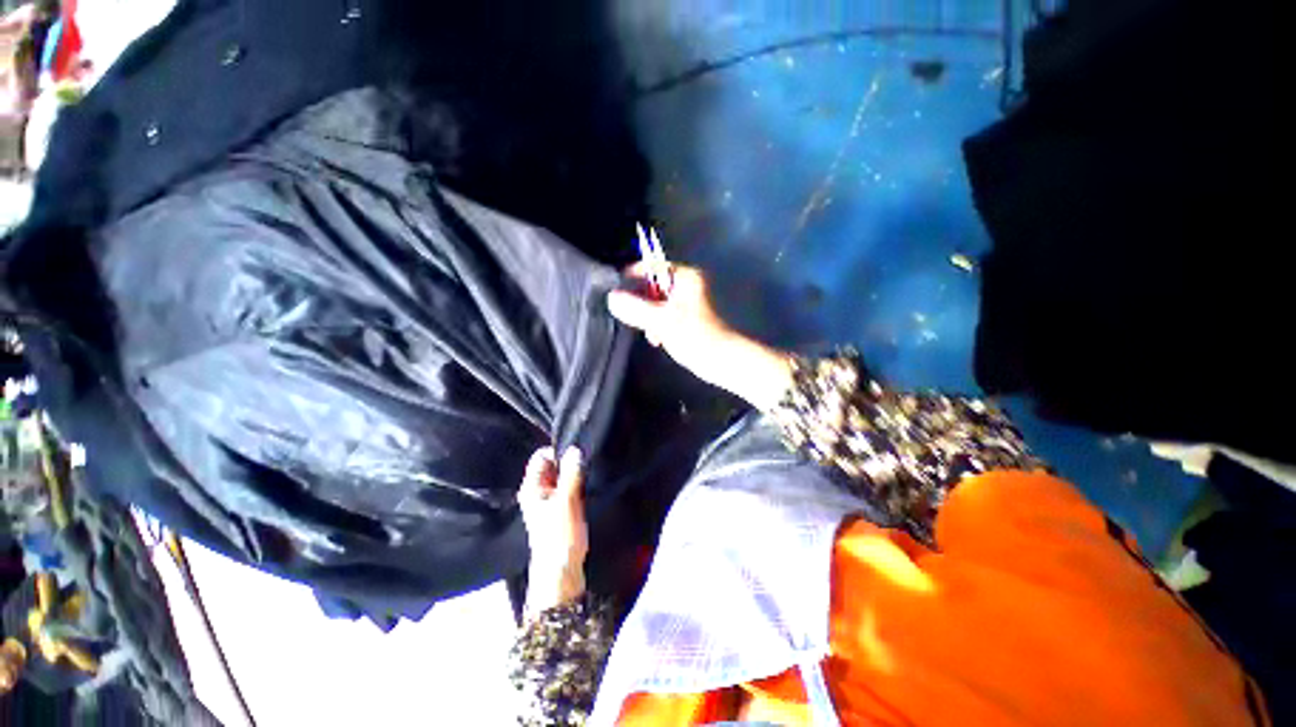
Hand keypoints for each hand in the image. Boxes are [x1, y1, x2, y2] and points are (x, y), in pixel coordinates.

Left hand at [517, 447, 586, 615]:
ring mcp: (549, 500)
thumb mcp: (566, 502)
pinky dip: (577, 485)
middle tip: (584, 467)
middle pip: (552, 465)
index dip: (557, 452)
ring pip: (562, 476)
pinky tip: (586, 489)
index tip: (575, 456)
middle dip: (568, 463)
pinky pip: (568, 487)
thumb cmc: (559, 536)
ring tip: (586, 478)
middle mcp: (538, 491)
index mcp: (531, 488)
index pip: (541, 457)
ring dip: (574, 475)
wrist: (562, 572)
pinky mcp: (561, 508)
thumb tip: (575, 449)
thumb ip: (571, 474)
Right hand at [607, 264, 793, 410]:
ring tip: (652, 334)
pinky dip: (657, 326)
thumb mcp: (662, 320)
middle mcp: (685, 285)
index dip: (633, 275)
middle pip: (651, 286)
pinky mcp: (685, 319)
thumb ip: (635, 308)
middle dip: (641, 303)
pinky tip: (658, 339)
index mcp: (685, 277)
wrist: (721, 361)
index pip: (652, 266)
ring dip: (648, 317)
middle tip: (635, 318)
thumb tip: (612, 298)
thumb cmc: (696, 336)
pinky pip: (662, 316)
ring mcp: (685, 303)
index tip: (617, 290)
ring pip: (655, 303)